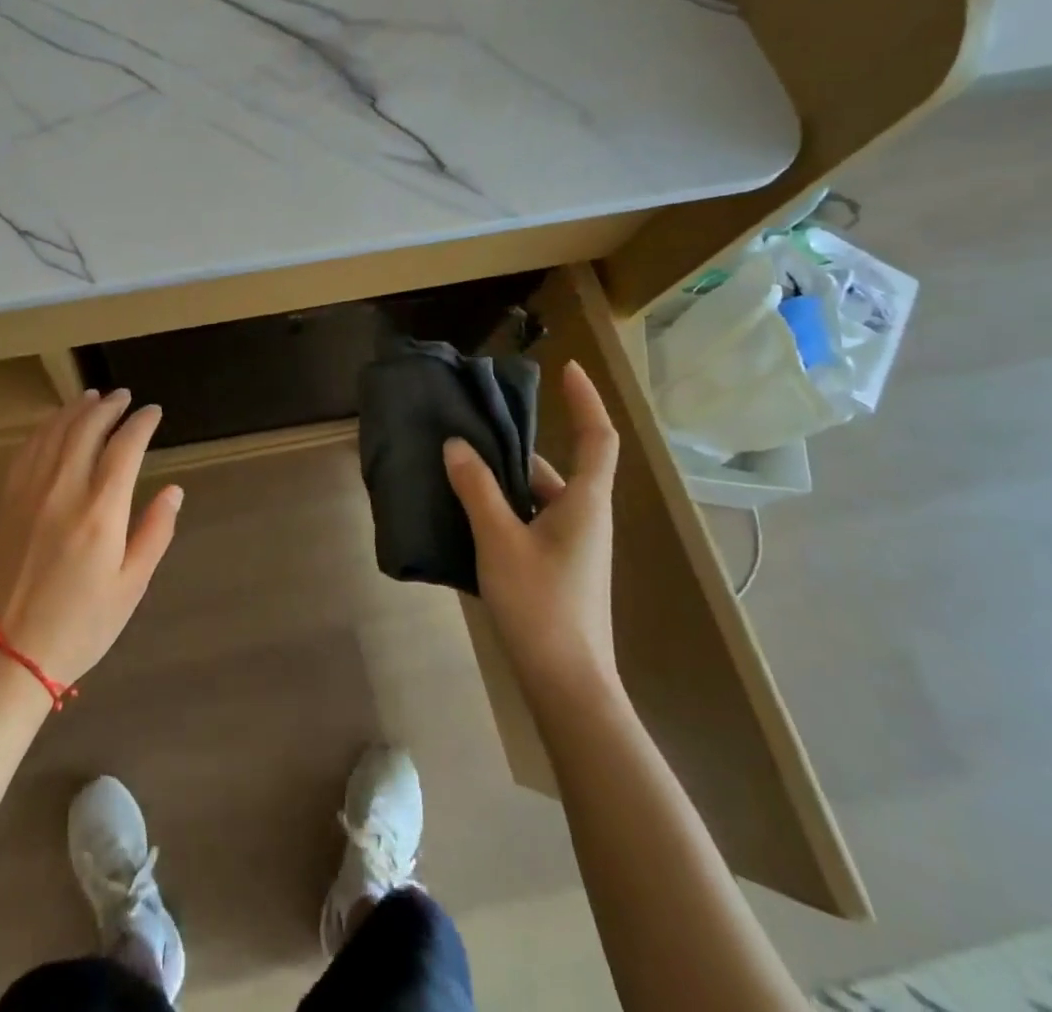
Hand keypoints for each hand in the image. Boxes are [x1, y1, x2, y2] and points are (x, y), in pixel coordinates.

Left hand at [0, 388, 180, 685]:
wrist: (12, 653)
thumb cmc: (83, 624)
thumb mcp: (132, 586)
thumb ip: (155, 532)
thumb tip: (174, 490)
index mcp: (100, 513)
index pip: (124, 447)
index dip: (141, 423)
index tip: (153, 412)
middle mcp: (63, 491)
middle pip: (86, 429)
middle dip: (109, 407)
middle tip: (124, 396)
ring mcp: (29, 493)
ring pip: (53, 433)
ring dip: (75, 410)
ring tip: (92, 397)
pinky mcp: (6, 502)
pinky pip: (25, 451)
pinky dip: (43, 429)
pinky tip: (53, 423)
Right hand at [444, 360, 620, 702]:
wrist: (566, 683)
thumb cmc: (541, 605)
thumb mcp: (500, 541)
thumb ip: (477, 489)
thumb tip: (456, 446)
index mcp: (585, 503)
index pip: (597, 438)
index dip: (586, 400)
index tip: (565, 368)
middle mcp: (584, 518)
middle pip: (553, 467)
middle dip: (515, 445)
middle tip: (471, 426)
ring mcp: (571, 546)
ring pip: (536, 497)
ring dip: (501, 481)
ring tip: (454, 466)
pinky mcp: (555, 567)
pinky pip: (528, 521)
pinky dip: (500, 509)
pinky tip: (464, 513)